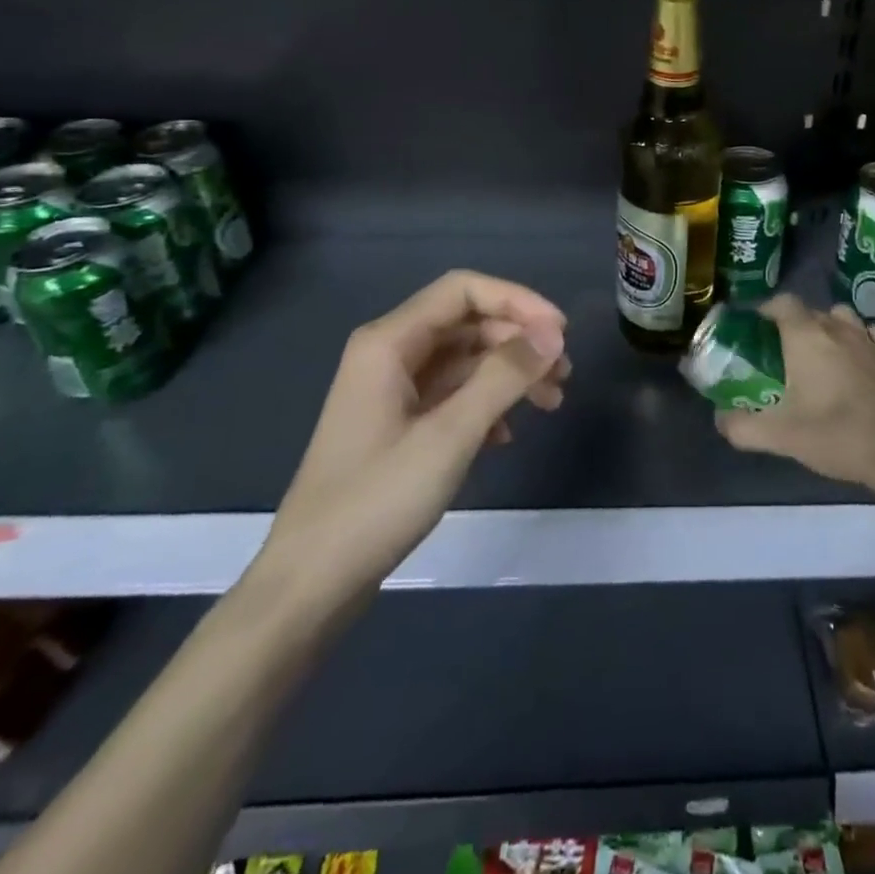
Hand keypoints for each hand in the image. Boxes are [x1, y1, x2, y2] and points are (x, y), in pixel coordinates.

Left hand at [256, 270, 568, 605]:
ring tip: (551, 403)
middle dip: (519, 341)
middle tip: (563, 375)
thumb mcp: (449, 435)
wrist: (311, 583)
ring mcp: (393, 390)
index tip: (560, 333)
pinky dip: (486, 404)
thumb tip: (552, 336)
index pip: (463, 290)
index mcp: (390, 342)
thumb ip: (503, 377)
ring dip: (509, 374)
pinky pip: (453, 394)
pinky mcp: (398, 424)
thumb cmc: (377, 501)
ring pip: (465, 360)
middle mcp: (389, 354)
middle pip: (468, 323)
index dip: (517, 301)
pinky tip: (506, 435)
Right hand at [713, 295, 874, 498]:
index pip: (782, 303)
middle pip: (809, 310)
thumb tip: (720, 419)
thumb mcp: (780, 436)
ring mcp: (869, 339)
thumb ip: (742, 427)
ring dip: (827, 326)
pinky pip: (870, 333)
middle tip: (779, 351)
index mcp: (806, 336)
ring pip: (841, 316)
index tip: (754, 328)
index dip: (765, 310)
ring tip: (817, 352)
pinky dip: (858, 338)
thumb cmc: (836, 435)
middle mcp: (837, 328)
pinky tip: (854, 359)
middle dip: (792, 323)